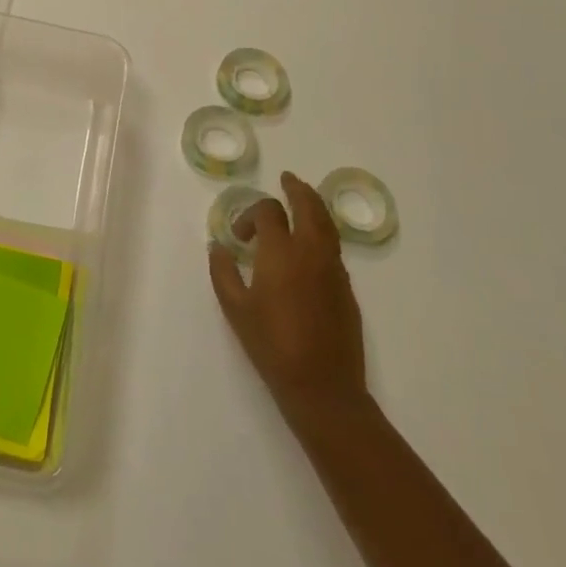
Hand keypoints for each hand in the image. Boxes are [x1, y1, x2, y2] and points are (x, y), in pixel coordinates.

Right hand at [209, 171, 368, 426]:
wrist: (323, 387)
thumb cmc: (272, 346)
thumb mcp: (235, 309)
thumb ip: (223, 272)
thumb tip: (218, 247)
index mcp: (281, 252)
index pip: (269, 212)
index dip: (252, 214)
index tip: (240, 235)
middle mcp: (311, 252)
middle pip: (308, 206)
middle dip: (297, 189)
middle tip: (287, 179)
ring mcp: (334, 269)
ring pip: (327, 224)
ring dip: (313, 206)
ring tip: (303, 198)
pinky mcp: (347, 288)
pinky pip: (334, 247)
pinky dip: (323, 231)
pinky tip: (311, 243)